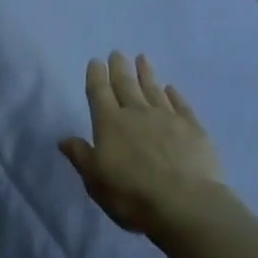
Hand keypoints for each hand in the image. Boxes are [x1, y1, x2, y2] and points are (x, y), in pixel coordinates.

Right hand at [60, 53, 221, 235]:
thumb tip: (64, 139)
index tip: (96, 61)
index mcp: (110, 123)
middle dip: (119, 68)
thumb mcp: (95, 180)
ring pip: (153, 89)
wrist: (185, 204)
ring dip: (146, 74)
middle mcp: (137, 113)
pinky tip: (171, 88)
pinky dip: (174, 94)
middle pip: (126, 85)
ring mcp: (167, 118)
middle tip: (117, 53)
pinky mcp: (193, 128)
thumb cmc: (131, 194)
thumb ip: (81, 156)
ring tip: (143, 59)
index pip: (99, 92)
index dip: (96, 76)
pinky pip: (181, 104)